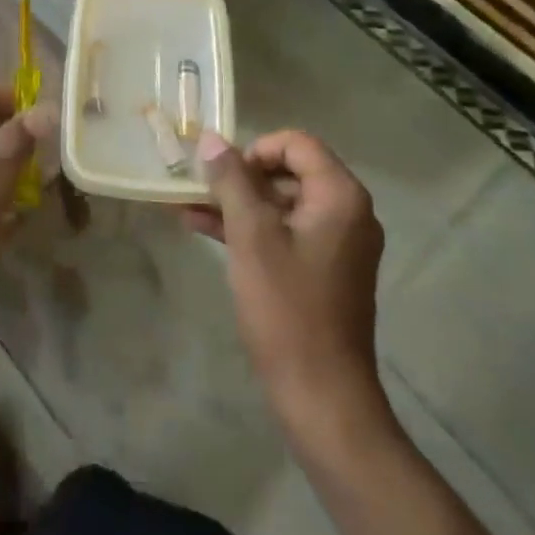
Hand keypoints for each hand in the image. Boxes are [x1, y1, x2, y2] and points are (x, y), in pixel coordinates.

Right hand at [187, 129, 391, 436]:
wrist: (321, 395)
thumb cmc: (287, 308)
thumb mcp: (251, 237)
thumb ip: (231, 181)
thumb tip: (212, 138)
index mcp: (340, 196)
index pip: (296, 144)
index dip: (254, 150)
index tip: (222, 174)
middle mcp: (347, 212)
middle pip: (289, 171)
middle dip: (240, 177)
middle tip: (199, 189)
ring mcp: (337, 243)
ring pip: (281, 204)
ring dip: (237, 203)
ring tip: (187, 206)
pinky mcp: (323, 270)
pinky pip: (284, 232)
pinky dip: (249, 229)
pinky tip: (203, 230)